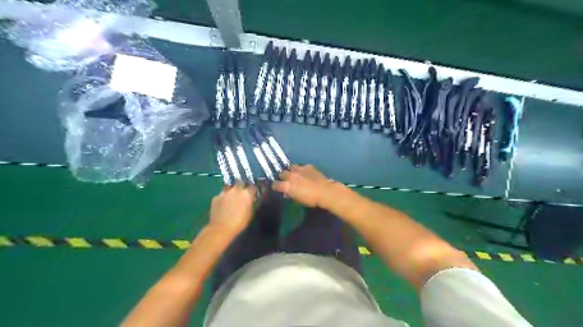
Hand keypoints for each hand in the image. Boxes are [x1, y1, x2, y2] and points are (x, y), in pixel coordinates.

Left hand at [208, 185, 255, 235]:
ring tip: (231, 197)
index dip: (252, 190)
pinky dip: (223, 198)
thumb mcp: (249, 213)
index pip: (252, 187)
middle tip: (241, 192)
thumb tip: (250, 200)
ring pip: (229, 187)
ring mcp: (224, 192)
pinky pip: (221, 195)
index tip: (252, 194)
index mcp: (246, 194)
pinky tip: (222, 204)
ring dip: (231, 190)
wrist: (221, 228)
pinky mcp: (216, 197)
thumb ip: (250, 203)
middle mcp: (236, 190)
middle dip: (241, 185)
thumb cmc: (239, 223)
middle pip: (240, 182)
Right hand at [274, 164, 337, 207]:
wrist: (325, 192)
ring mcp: (299, 169)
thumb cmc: (311, 200)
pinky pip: (301, 166)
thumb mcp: (297, 199)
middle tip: (286, 180)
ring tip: (294, 173)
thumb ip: (290, 193)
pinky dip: (301, 169)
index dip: (276, 186)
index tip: (277, 187)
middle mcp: (291, 176)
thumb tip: (287, 191)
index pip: (275, 184)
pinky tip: (305, 173)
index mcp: (287, 186)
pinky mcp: (307, 166)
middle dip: (283, 177)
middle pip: (282, 173)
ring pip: (290, 167)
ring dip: (291, 170)